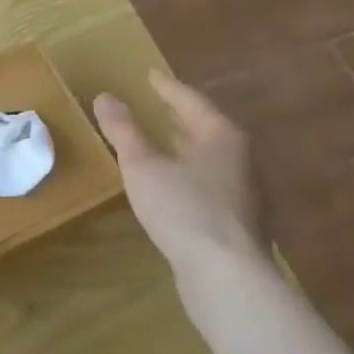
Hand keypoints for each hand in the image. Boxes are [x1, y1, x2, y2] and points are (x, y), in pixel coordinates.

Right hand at [94, 71, 265, 264]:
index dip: (167, 87)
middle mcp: (243, 159)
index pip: (191, 100)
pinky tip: (175, 187)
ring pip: (213, 159)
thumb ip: (123, 130)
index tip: (150, 75)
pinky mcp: (243, 224)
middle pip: (208, 128)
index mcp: (222, 136)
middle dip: (181, 117)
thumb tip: (105, 96)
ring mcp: (248, 194)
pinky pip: (214, 185)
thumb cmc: (184, 209)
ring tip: (164, 143)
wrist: (228, 278)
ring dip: (188, 147)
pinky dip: (193, 175)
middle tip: (158, 105)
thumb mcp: (142, 165)